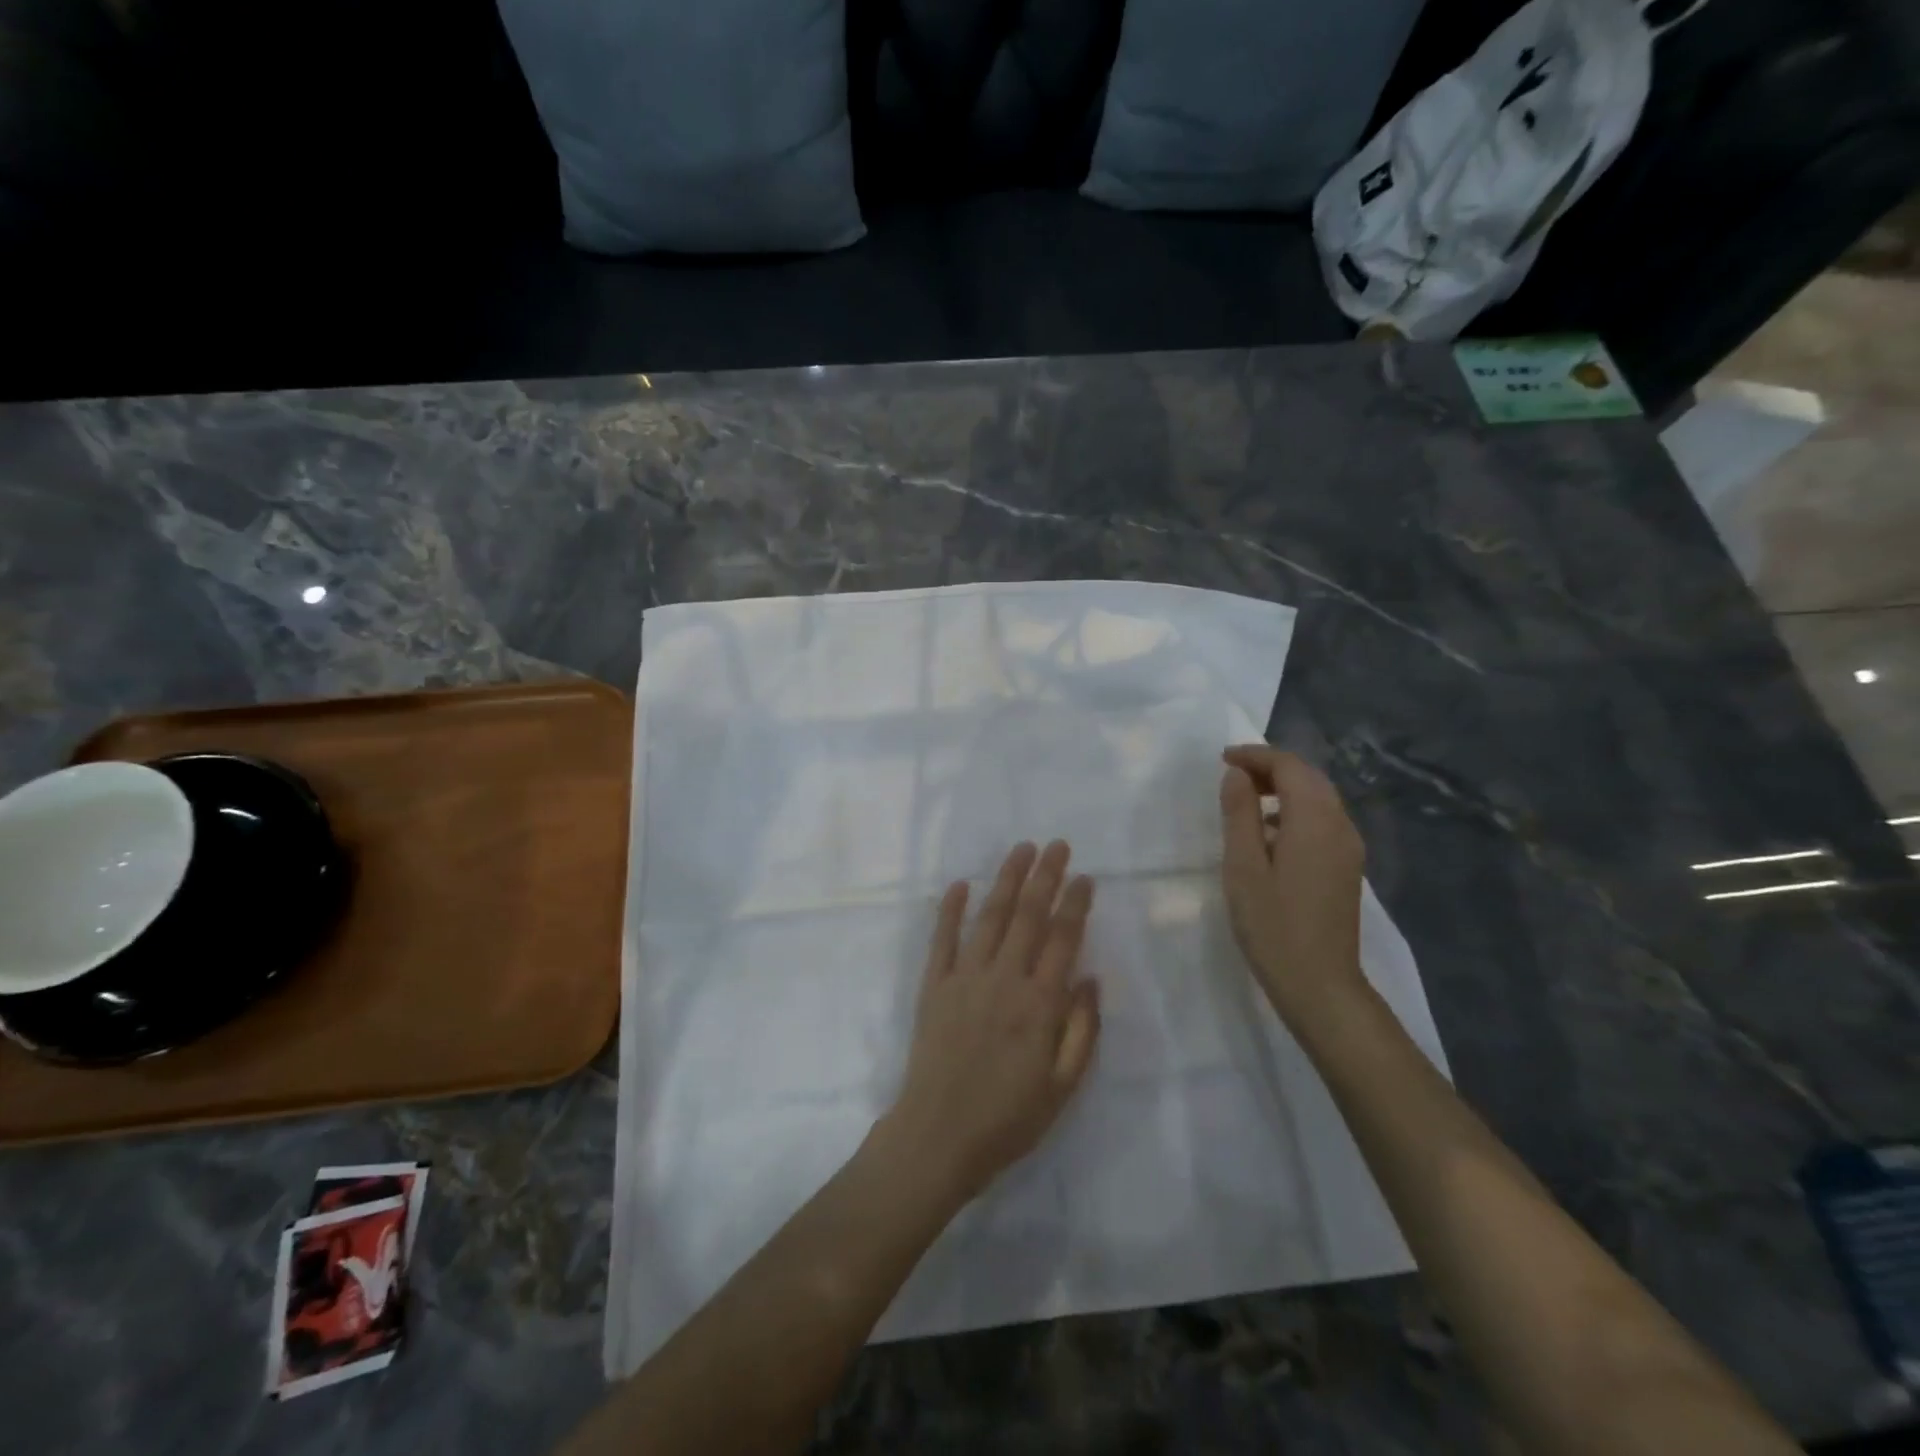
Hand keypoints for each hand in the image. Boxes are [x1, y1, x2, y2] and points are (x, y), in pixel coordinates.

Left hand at [885, 840, 1100, 1204]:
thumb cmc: (1008, 1119)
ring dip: (1005, 879)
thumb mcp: (1062, 1087)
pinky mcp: (934, 985)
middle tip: (1057, 845)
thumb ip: (1081, 1030)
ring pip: (990, 917)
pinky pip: (942, 938)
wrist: (938, 1136)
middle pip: (1028, 916)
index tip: (1085, 877)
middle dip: (1045, 876)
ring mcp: (965, 977)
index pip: (1063, 939)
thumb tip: (1089, 978)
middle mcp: (1004, 979)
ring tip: (1020, 849)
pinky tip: (959, 884)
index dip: (1075, 904)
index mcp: (1039, 1004)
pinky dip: (950, 909)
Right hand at [1218, 746, 1368, 1032]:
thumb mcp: (1243, 866)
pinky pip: (1322, 821)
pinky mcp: (1346, 867)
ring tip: (1245, 798)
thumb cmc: (1273, 925)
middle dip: (1271, 767)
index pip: (1290, 767)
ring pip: (1318, 798)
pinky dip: (1295, 810)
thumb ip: (1239, 814)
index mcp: (1315, 821)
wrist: (1320, 985)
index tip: (1222, 759)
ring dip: (1284, 787)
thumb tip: (1237, 775)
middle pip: (1309, 778)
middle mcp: (1341, 826)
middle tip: (1231, 773)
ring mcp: (1348, 848)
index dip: (1256, 756)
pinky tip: (1268, 832)